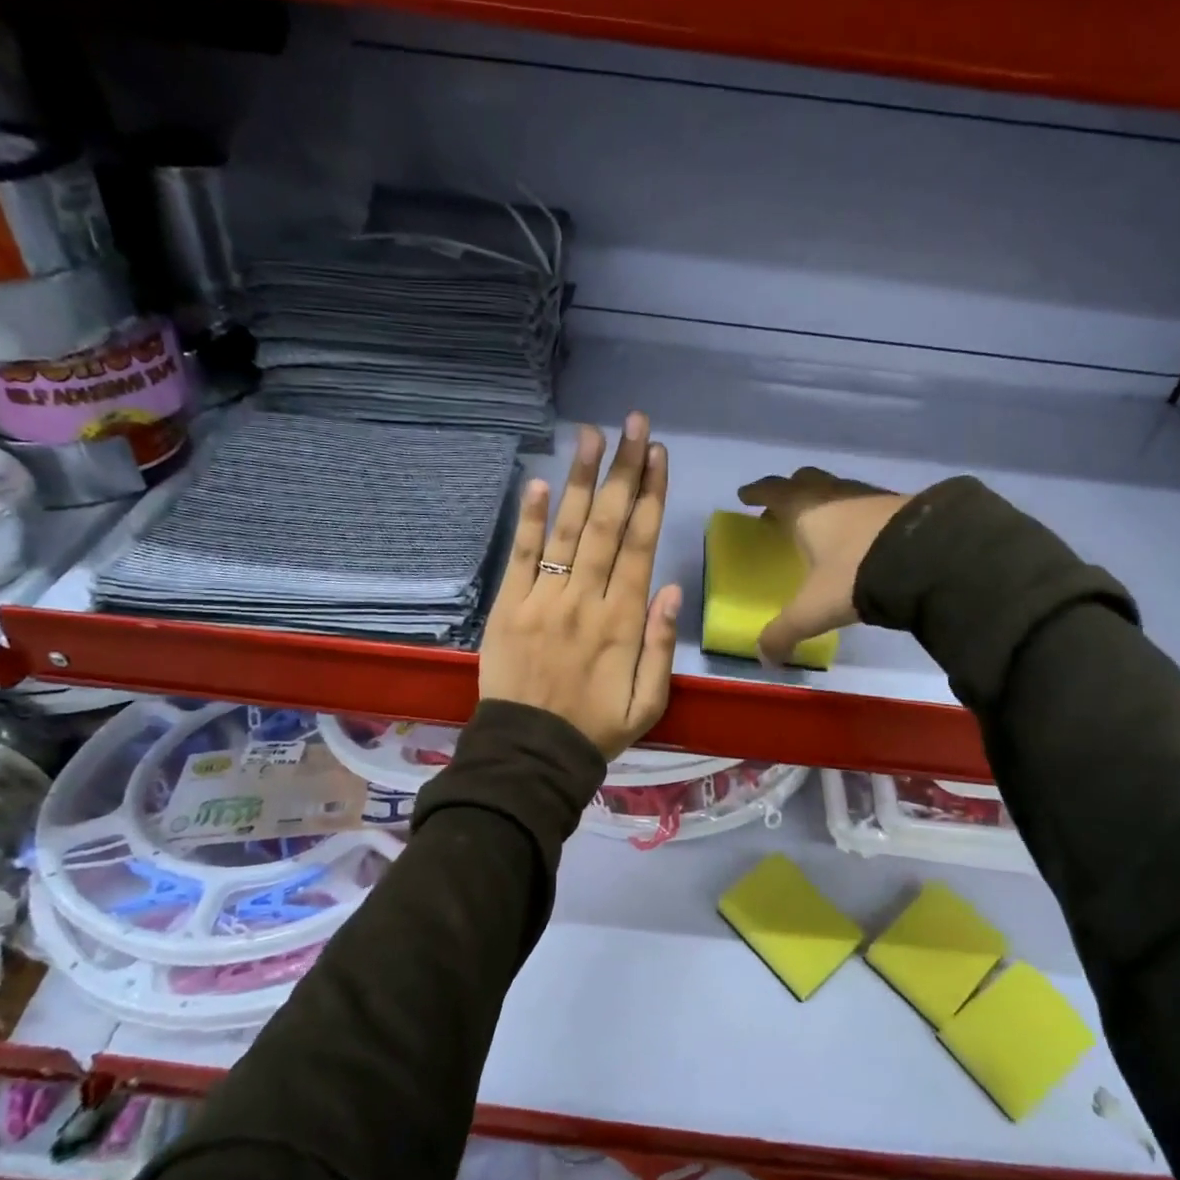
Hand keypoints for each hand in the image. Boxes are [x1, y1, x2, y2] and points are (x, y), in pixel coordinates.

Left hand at [480, 413, 680, 757]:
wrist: (530, 755)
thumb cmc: (595, 728)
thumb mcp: (649, 703)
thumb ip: (661, 645)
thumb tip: (671, 588)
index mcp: (624, 621)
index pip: (640, 545)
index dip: (650, 496)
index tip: (658, 455)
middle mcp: (586, 600)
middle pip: (609, 525)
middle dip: (623, 471)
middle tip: (633, 424)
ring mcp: (543, 600)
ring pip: (568, 530)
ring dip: (582, 480)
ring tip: (592, 434)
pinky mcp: (508, 606)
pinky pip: (522, 556)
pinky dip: (531, 519)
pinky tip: (542, 482)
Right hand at [737, 467, 909, 666]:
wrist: (928, 558)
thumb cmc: (855, 575)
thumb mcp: (814, 609)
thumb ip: (785, 632)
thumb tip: (764, 658)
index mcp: (805, 509)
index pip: (773, 492)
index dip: (757, 493)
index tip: (745, 495)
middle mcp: (835, 494)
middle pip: (806, 481)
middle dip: (790, 491)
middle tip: (780, 509)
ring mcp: (870, 496)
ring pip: (838, 489)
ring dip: (825, 501)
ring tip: (821, 525)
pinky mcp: (901, 505)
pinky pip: (867, 504)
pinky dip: (855, 515)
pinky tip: (860, 536)